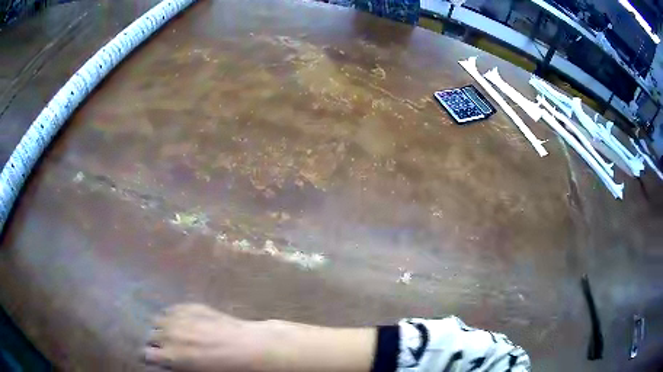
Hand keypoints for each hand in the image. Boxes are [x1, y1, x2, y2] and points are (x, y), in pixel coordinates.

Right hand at [144, 303, 265, 370]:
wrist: (247, 346)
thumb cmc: (225, 367)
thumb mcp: (197, 371)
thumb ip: (176, 363)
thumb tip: (168, 361)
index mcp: (171, 354)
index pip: (146, 354)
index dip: (151, 357)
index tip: (155, 358)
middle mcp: (169, 334)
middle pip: (151, 335)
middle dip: (157, 342)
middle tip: (168, 347)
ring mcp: (178, 317)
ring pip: (158, 320)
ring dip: (163, 327)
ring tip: (174, 333)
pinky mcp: (188, 306)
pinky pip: (172, 310)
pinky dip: (173, 316)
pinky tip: (183, 322)